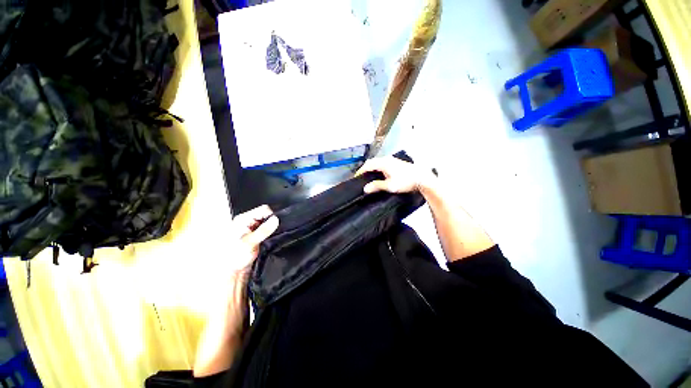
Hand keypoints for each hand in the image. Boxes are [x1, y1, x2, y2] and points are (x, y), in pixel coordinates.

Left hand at [228, 205, 279, 276]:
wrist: (232, 271)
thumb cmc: (234, 257)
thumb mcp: (251, 242)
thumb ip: (264, 230)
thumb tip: (275, 220)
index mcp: (243, 219)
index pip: (263, 210)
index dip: (272, 215)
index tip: (275, 224)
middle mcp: (247, 222)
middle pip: (265, 215)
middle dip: (271, 222)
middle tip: (270, 233)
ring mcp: (251, 228)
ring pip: (267, 222)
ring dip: (270, 229)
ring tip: (267, 238)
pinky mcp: (255, 235)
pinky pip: (266, 229)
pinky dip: (269, 233)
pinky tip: (267, 240)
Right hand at [356, 156, 433, 193]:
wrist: (422, 178)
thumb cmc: (406, 181)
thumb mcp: (390, 185)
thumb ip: (377, 186)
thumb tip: (365, 188)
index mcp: (383, 163)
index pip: (368, 165)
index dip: (361, 171)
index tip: (356, 177)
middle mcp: (387, 159)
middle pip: (372, 162)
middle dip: (365, 168)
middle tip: (361, 176)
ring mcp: (392, 160)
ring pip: (378, 162)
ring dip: (372, 167)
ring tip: (368, 175)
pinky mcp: (397, 162)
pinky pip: (383, 163)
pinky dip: (377, 167)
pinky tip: (379, 173)